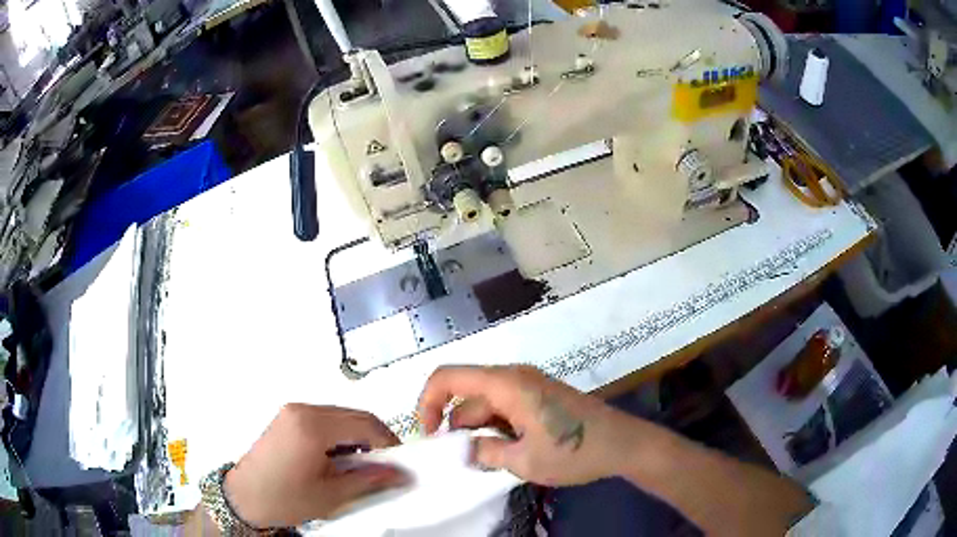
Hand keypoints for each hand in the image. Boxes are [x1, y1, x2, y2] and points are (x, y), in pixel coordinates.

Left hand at [222, 404, 407, 528]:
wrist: (245, 497)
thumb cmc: (282, 498)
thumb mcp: (333, 495)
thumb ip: (370, 480)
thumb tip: (399, 474)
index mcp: (312, 426)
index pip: (365, 424)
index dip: (389, 442)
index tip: (401, 462)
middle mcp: (302, 411)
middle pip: (354, 416)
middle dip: (375, 439)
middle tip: (384, 466)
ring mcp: (293, 412)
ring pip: (340, 417)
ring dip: (357, 437)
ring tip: (360, 466)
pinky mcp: (288, 418)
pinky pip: (324, 419)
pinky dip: (339, 435)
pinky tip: (339, 458)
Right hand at [418, 365, 653, 485]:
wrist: (623, 444)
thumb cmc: (575, 451)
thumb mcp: (524, 460)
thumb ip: (484, 452)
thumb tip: (462, 449)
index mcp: (506, 384)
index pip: (448, 377)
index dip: (428, 402)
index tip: (428, 436)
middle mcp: (514, 378)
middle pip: (467, 396)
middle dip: (456, 428)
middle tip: (459, 461)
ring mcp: (529, 387)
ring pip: (487, 406)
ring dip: (479, 432)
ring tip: (485, 463)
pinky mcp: (540, 398)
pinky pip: (506, 409)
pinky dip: (497, 429)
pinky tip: (506, 454)